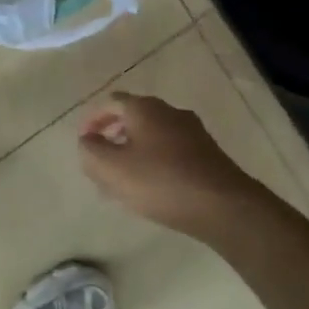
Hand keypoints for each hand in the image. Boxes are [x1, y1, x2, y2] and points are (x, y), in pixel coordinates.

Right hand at [78, 92, 260, 238]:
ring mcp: (193, 132)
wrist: (223, 206)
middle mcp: (170, 112)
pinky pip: (171, 151)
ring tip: (123, 180)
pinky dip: (154, 162)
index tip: (84, 141)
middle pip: (133, 118)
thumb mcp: (111, 168)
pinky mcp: (207, 154)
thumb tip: (88, 140)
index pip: (111, 103)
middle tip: (101, 162)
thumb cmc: (160, 182)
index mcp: (145, 108)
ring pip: (153, 137)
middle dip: (114, 137)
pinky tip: (151, 187)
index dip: (93, 120)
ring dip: (134, 152)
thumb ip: (91, 150)